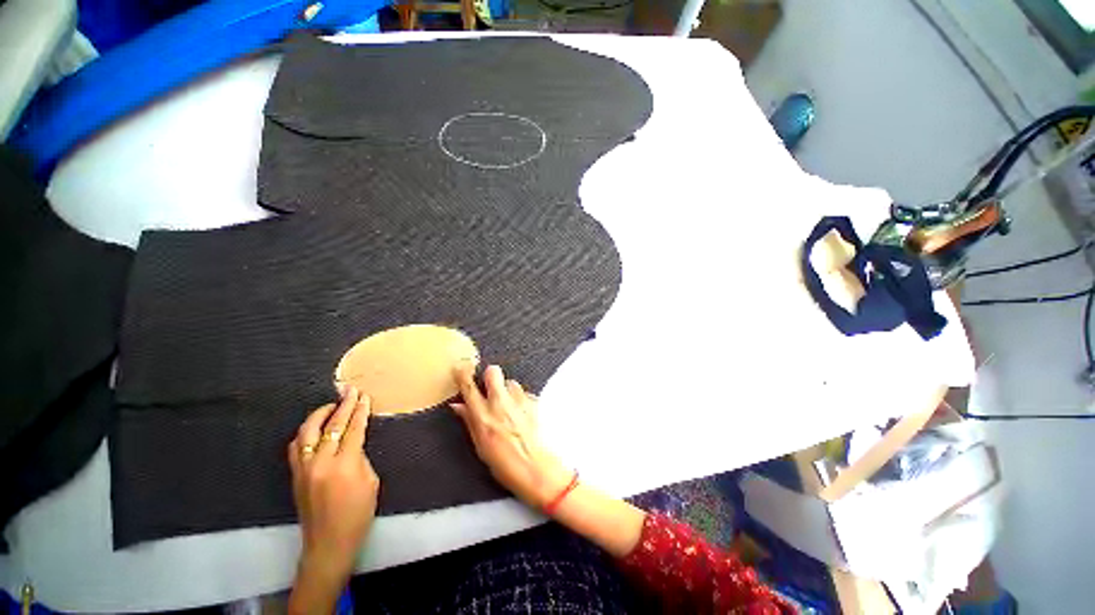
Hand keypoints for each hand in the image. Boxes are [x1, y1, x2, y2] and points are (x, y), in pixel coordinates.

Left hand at [288, 387, 378, 614]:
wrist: (328, 543)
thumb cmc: (358, 514)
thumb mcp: (371, 482)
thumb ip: (361, 458)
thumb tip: (354, 444)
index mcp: (344, 465)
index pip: (354, 429)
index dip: (360, 411)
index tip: (364, 397)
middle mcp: (320, 463)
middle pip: (332, 426)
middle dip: (344, 406)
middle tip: (351, 391)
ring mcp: (303, 469)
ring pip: (307, 433)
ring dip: (320, 415)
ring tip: (332, 405)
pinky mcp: (295, 476)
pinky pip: (296, 447)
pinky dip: (306, 433)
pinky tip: (314, 428)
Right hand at [452, 363, 571, 509]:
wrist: (537, 470)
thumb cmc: (505, 465)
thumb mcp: (480, 447)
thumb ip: (470, 422)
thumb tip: (458, 406)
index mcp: (483, 416)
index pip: (469, 386)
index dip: (463, 373)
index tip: (461, 366)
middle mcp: (501, 404)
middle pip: (493, 371)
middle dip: (489, 375)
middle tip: (489, 387)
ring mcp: (519, 401)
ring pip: (511, 382)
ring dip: (507, 391)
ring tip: (509, 408)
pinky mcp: (534, 402)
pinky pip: (524, 393)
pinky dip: (521, 400)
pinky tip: (522, 415)